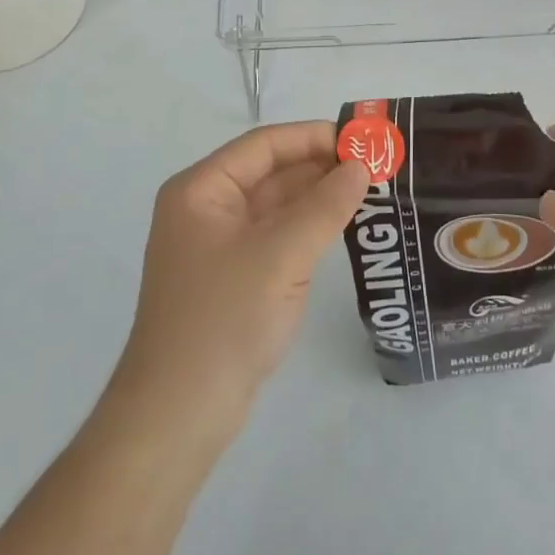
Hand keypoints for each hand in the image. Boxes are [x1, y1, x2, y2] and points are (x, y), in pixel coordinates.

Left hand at [112, 121, 368, 428]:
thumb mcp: (280, 255)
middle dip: (321, 166)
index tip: (362, 140)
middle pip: (270, 172)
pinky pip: (276, 236)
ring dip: (319, 197)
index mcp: (201, 189)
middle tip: (376, 165)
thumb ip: (325, 206)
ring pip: (276, 205)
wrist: (178, 417)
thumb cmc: (223, 320)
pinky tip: (344, 225)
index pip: (264, 145)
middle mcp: (206, 208)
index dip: (313, 137)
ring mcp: (219, 245)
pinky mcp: (234, 278)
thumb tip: (361, 166)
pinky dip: (309, 227)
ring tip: (371, 189)